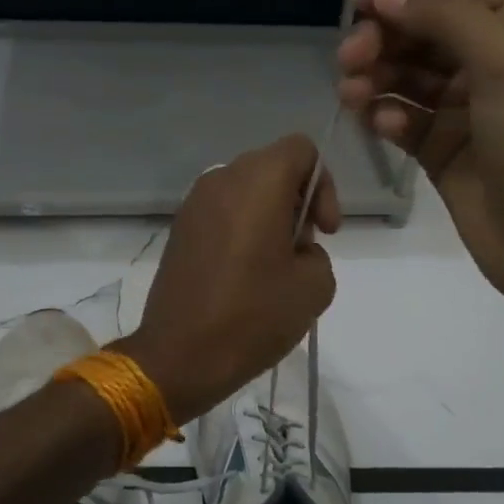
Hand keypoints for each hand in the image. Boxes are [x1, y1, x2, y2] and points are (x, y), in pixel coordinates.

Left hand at [119, 134, 340, 421]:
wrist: (179, 354)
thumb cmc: (252, 316)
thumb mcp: (315, 286)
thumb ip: (317, 252)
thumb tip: (294, 248)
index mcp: (258, 181)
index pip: (302, 149)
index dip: (323, 184)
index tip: (323, 230)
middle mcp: (222, 179)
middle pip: (272, 167)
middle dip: (297, 200)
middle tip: (302, 249)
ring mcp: (194, 203)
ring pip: (246, 190)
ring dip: (268, 215)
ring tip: (274, 265)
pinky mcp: (179, 228)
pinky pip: (222, 211)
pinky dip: (241, 227)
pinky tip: (244, 272)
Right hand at [337, 0, 503, 303]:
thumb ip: (444, 16)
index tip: (365, 8)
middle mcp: (491, 60)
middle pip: (421, 28)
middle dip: (382, 37)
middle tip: (349, 59)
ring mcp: (464, 107)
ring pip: (405, 75)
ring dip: (374, 77)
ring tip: (352, 96)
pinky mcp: (441, 149)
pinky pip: (402, 119)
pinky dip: (386, 117)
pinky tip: (380, 128)